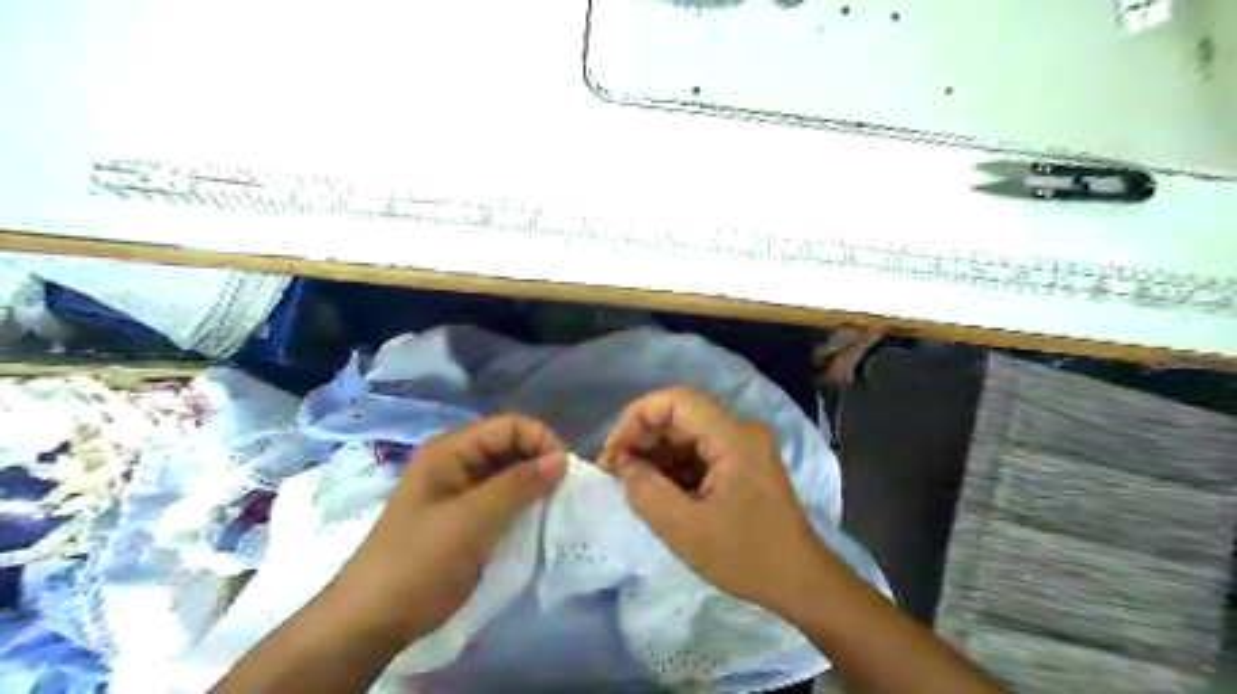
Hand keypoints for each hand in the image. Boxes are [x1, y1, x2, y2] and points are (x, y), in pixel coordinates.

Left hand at [320, 412, 566, 645]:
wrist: (372, 621)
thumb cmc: (419, 561)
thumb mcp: (473, 519)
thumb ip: (519, 485)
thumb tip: (562, 459)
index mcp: (450, 451)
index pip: (508, 426)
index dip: (540, 440)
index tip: (565, 471)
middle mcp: (456, 463)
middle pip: (510, 447)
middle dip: (540, 462)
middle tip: (565, 491)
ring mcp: (460, 492)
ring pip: (509, 475)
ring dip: (534, 486)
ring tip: (556, 507)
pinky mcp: (466, 519)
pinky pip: (503, 501)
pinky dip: (523, 506)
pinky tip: (538, 522)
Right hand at [606, 389, 834, 613]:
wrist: (801, 583)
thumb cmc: (746, 557)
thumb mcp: (685, 530)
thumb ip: (646, 491)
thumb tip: (623, 465)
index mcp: (733, 438)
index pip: (677, 401)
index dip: (638, 417)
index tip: (614, 450)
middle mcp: (741, 431)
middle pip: (682, 414)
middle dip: (644, 436)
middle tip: (615, 467)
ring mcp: (744, 447)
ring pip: (689, 432)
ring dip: (657, 451)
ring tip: (630, 479)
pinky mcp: (744, 464)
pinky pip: (701, 451)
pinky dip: (675, 465)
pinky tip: (657, 488)